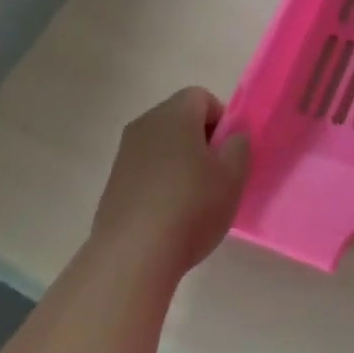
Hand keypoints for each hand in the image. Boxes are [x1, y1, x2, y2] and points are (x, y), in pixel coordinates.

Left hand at [90, 87, 250, 277]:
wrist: (133, 256)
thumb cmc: (191, 206)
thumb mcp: (233, 175)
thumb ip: (239, 146)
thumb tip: (231, 137)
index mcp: (173, 115)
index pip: (202, 96)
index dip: (222, 120)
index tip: (229, 152)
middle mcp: (144, 125)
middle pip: (180, 119)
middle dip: (202, 141)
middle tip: (217, 175)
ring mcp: (124, 155)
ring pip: (163, 146)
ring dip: (181, 163)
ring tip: (195, 200)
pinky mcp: (114, 184)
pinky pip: (147, 170)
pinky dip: (162, 183)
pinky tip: (171, 215)